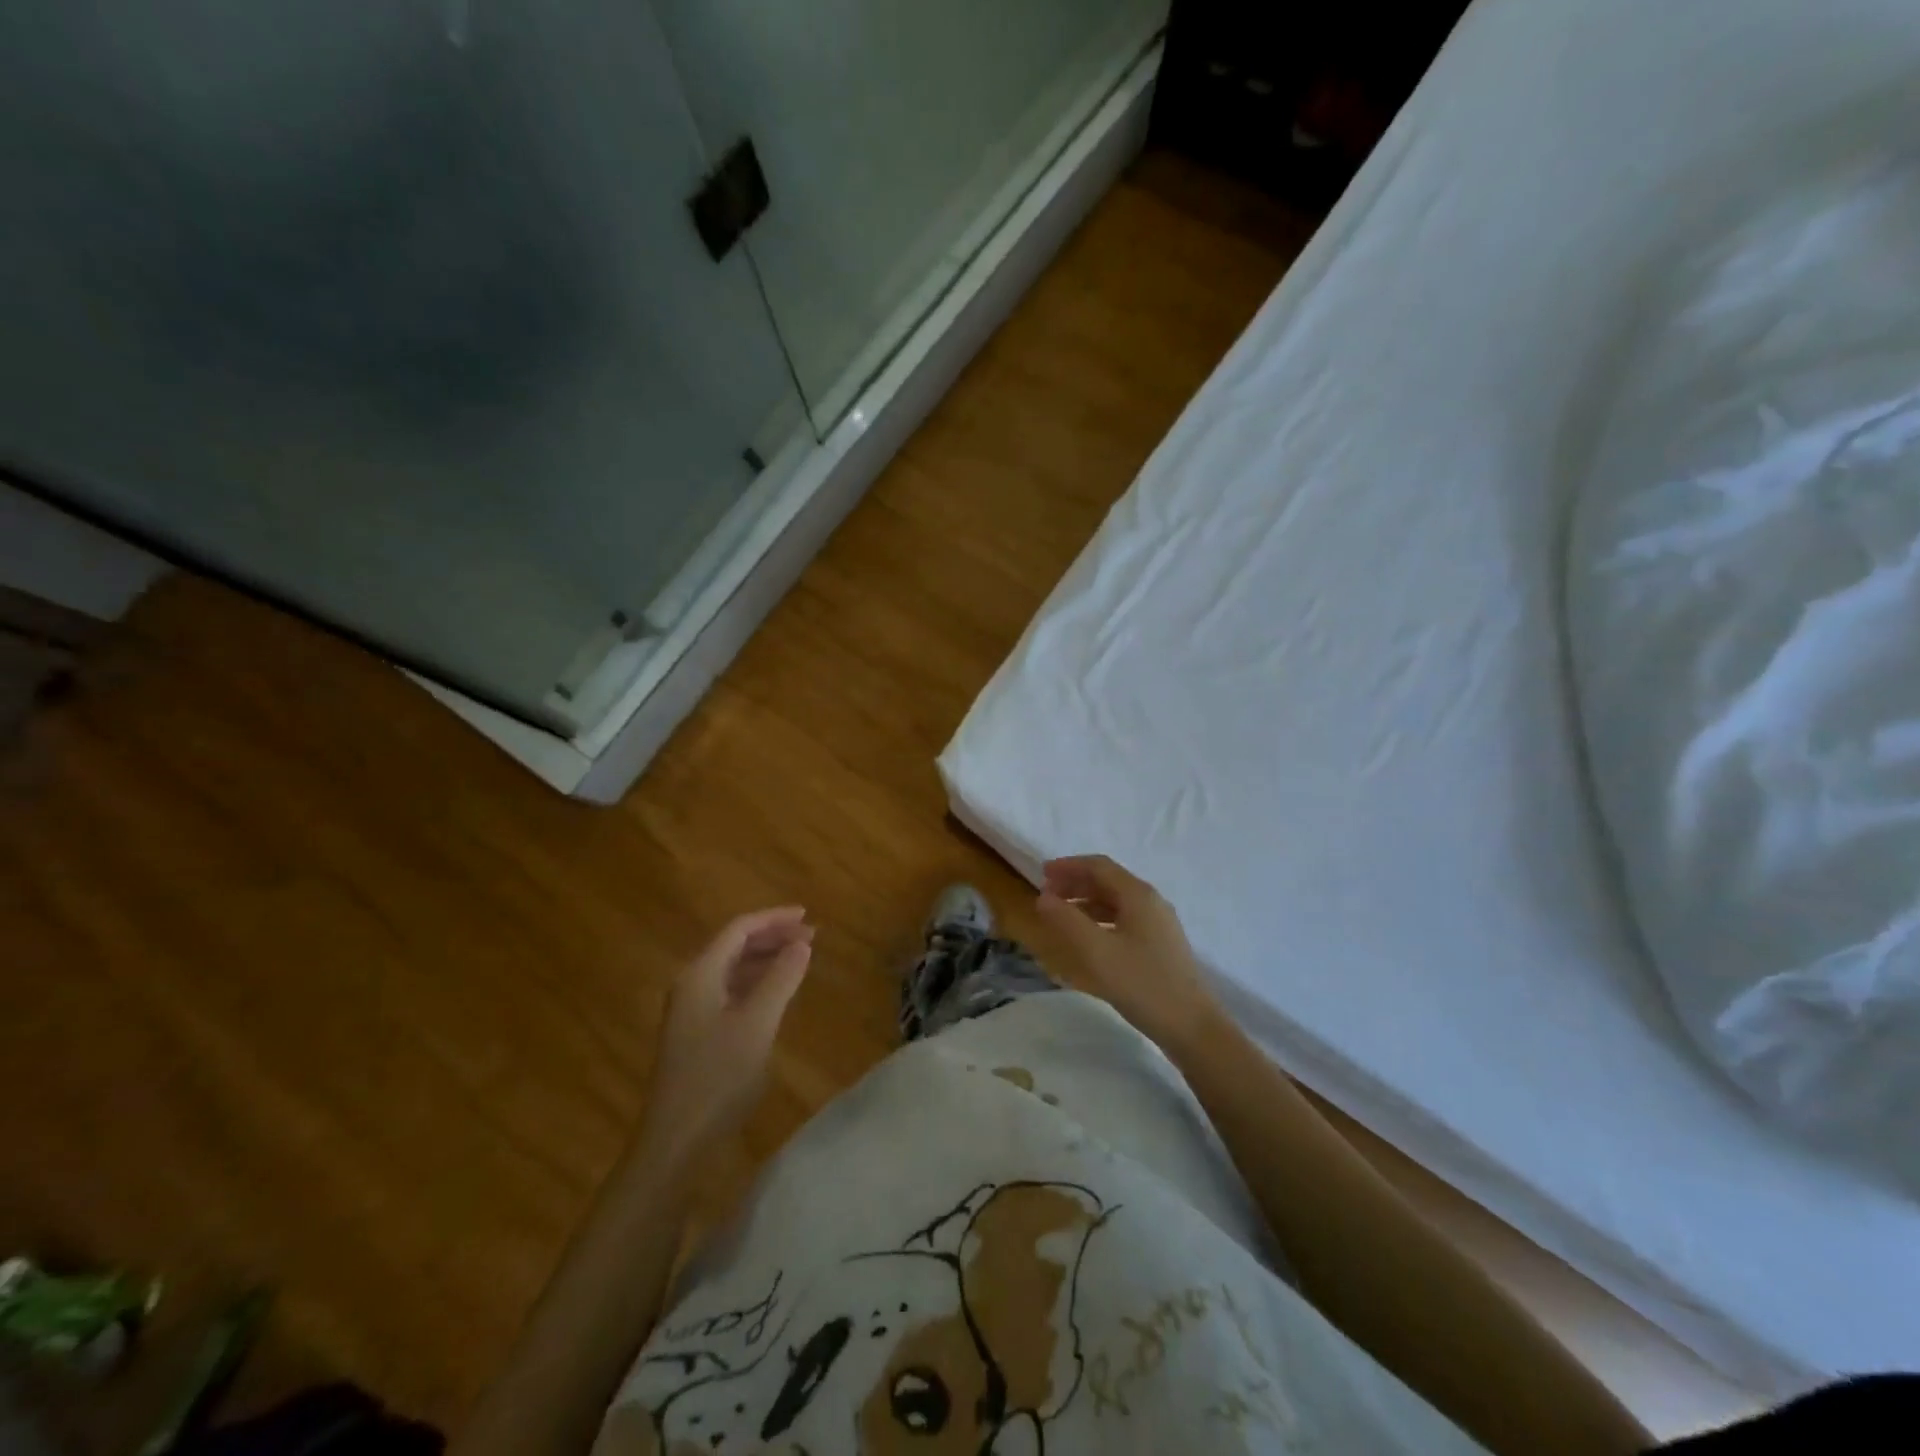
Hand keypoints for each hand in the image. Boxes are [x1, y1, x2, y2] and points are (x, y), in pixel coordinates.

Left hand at [638, 907, 812, 1171]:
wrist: (675, 1140)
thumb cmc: (717, 1077)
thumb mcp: (757, 1024)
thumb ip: (780, 979)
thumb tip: (802, 944)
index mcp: (700, 975)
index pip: (739, 929)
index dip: (774, 919)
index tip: (808, 916)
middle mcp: (692, 985)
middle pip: (734, 946)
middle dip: (773, 937)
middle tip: (812, 937)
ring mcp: (692, 1011)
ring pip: (733, 970)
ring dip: (766, 960)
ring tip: (801, 958)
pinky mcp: (698, 1034)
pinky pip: (731, 992)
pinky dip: (757, 983)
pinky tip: (777, 993)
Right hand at [1035, 855, 1227, 1054]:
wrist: (1192, 1027)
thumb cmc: (1142, 984)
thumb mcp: (1097, 951)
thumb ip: (1067, 920)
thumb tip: (1043, 897)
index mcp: (1138, 895)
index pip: (1099, 866)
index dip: (1069, 866)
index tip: (1042, 874)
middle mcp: (1151, 902)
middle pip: (1108, 881)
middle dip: (1076, 883)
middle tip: (1047, 894)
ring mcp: (1159, 925)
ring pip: (1116, 902)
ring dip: (1086, 902)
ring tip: (1061, 915)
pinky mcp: (1160, 946)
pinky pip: (1124, 920)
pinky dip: (1100, 920)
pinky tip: (1088, 938)